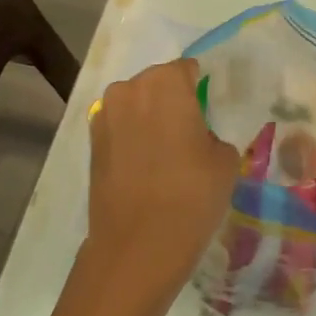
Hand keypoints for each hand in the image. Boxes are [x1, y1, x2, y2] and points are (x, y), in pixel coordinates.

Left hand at [64, 58, 238, 315]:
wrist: (138, 245)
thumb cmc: (191, 194)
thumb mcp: (224, 160)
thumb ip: (213, 134)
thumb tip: (199, 137)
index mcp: (166, 83)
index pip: (187, 70)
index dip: (200, 88)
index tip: (210, 110)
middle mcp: (129, 89)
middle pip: (157, 84)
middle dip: (173, 101)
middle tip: (191, 132)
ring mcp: (105, 116)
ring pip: (136, 105)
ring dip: (150, 119)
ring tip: (168, 152)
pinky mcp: (91, 144)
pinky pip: (120, 128)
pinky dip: (133, 139)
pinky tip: (147, 166)